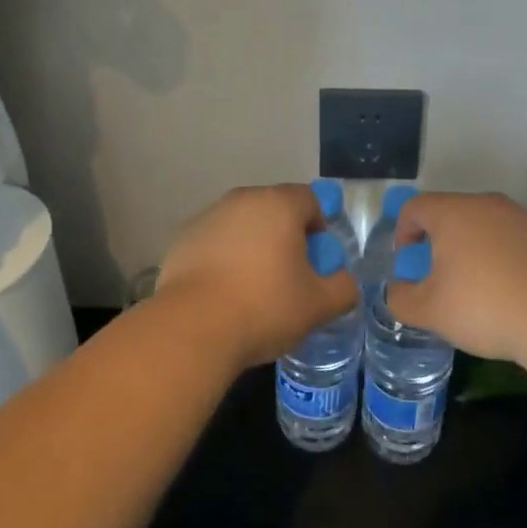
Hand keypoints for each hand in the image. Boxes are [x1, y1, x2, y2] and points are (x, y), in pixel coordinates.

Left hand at [155, 184, 357, 371]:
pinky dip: (223, 258)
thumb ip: (342, 288)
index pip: (309, 199)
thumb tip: (344, 282)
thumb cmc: (264, 307)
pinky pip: (215, 241)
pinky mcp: (182, 239)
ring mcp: (208, 217)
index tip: (317, 260)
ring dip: (253, 246)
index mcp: (278, 204)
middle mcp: (242, 200)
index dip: (319, 227)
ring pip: (242, 224)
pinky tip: (223, 292)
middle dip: (285, 235)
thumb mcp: (318, 306)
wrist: (192, 328)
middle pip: (274, 209)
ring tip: (253, 288)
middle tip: (289, 275)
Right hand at [388, 192, 526, 363]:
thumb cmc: (485, 306)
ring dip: (474, 251)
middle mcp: (487, 204)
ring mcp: (523, 218)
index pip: (415, 207)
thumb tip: (396, 292)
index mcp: (452, 212)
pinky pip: (515, 243)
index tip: (406, 262)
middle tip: (438, 278)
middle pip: (452, 215)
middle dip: (439, 243)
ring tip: (477, 290)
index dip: (402, 232)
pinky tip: (512, 295)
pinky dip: (505, 261)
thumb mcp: (430, 312)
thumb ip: (402, 300)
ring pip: (486, 228)